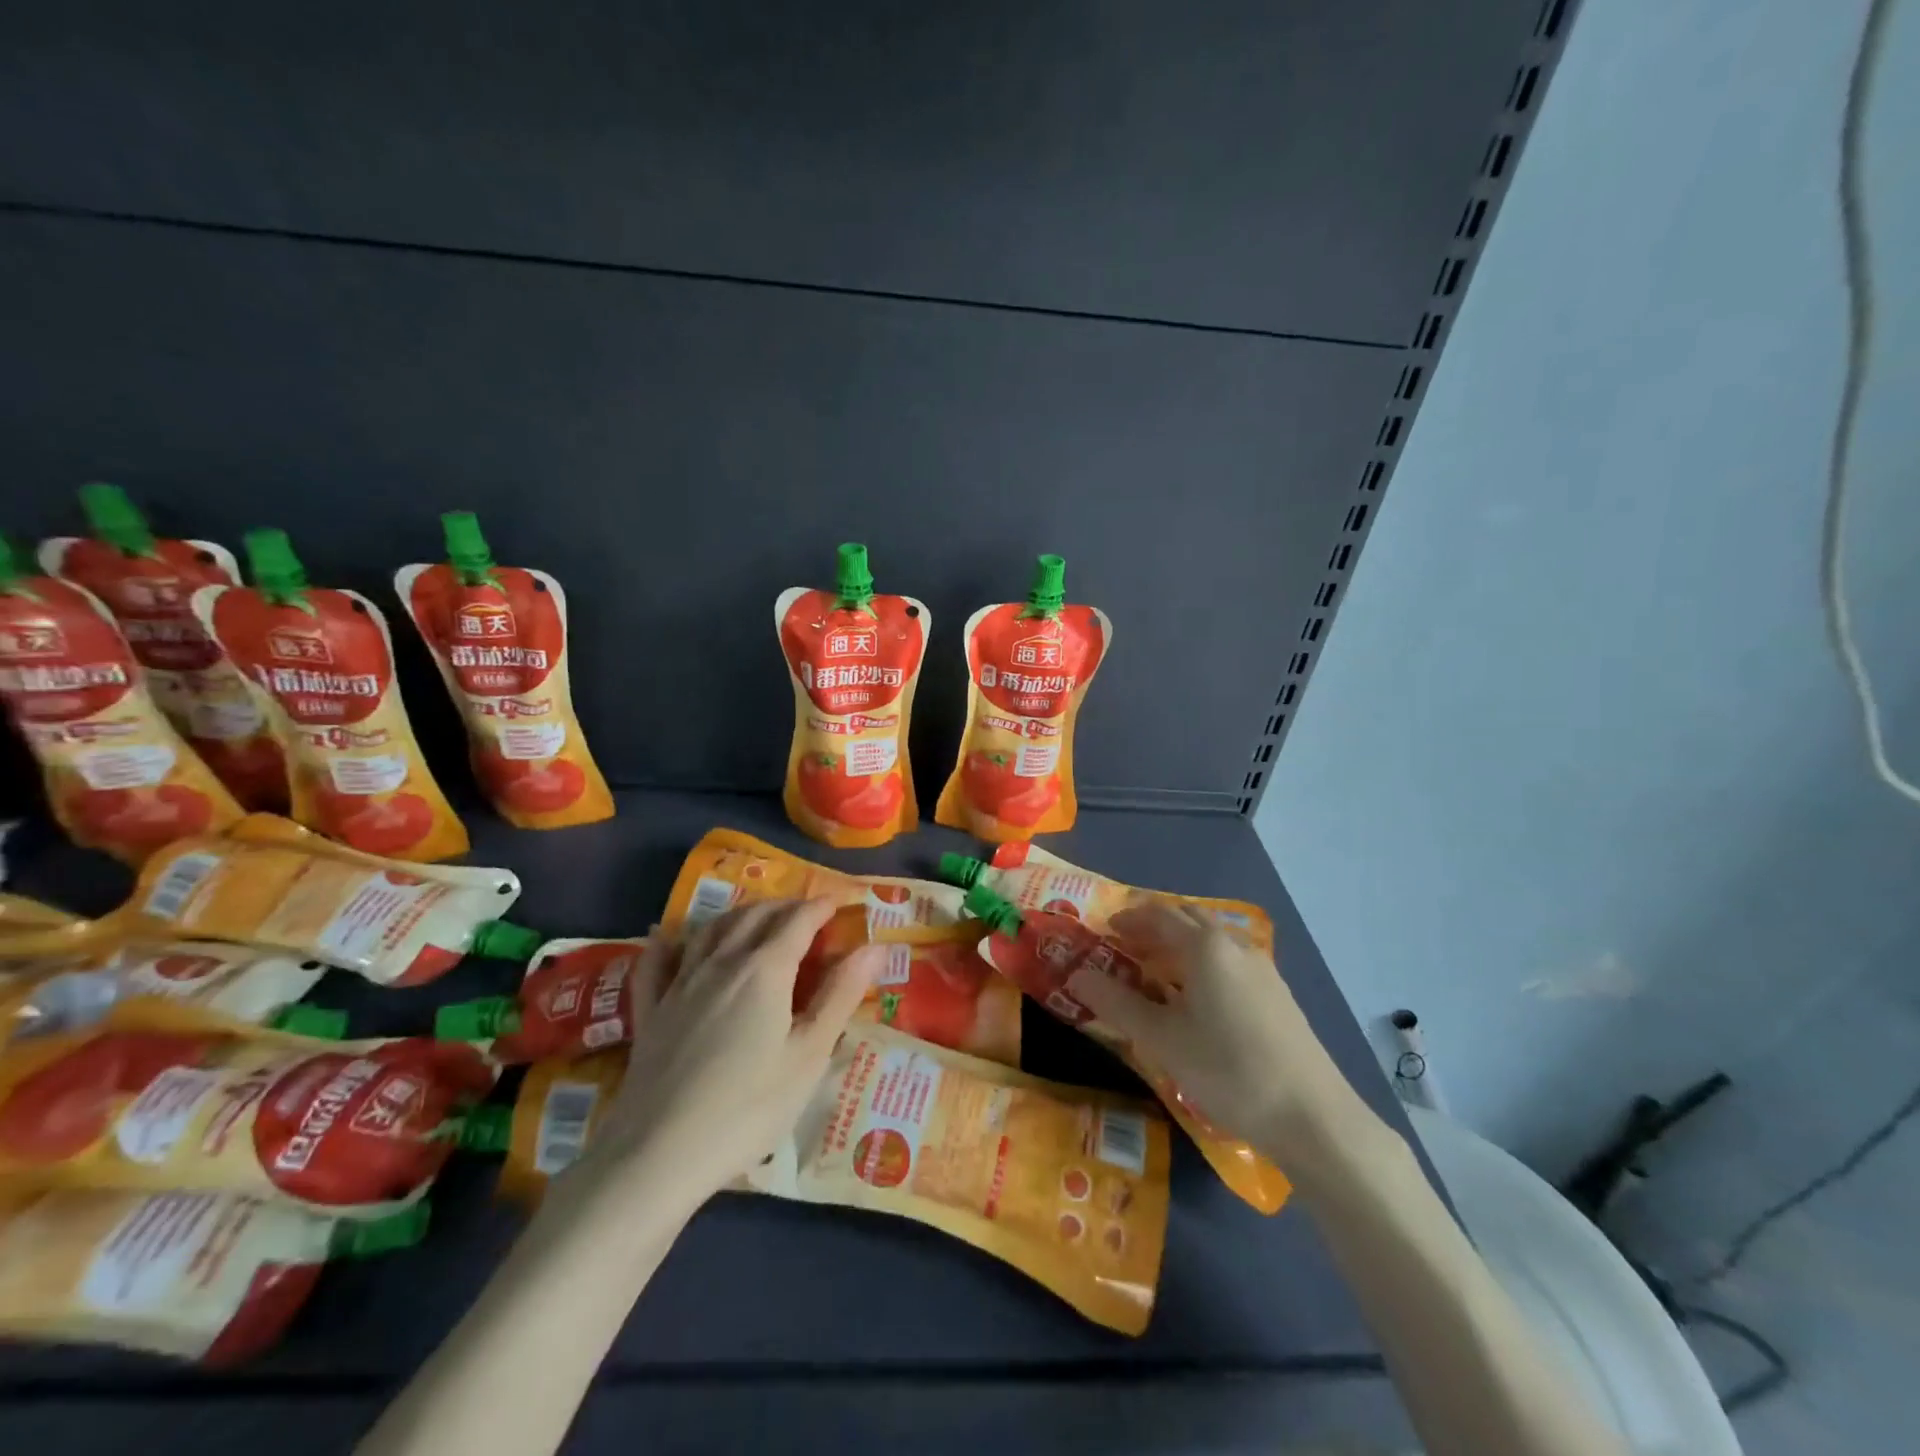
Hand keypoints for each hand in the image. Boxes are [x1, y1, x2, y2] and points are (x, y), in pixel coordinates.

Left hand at [588, 899, 882, 1202]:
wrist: (658, 1154)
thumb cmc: (748, 1107)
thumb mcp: (809, 1055)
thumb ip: (841, 995)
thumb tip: (875, 947)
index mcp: (765, 970)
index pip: (799, 921)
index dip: (822, 907)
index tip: (840, 903)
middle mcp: (722, 963)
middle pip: (755, 916)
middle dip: (785, 907)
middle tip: (806, 913)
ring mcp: (680, 984)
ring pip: (711, 930)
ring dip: (740, 915)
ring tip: (757, 919)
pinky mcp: (649, 1011)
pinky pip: (657, 962)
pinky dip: (670, 942)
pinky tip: (669, 938)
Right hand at [1065, 901, 1359, 1161]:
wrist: (1313, 1117)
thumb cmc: (1228, 1070)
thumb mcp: (1162, 1040)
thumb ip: (1116, 1003)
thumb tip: (1077, 976)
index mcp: (1206, 947)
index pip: (1159, 915)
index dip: (1128, 919)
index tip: (1105, 932)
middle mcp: (1235, 946)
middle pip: (1188, 921)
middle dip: (1154, 929)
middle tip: (1125, 950)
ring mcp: (1262, 969)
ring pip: (1211, 942)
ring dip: (1179, 947)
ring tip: (1155, 976)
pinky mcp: (1277, 995)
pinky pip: (1229, 962)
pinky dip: (1203, 966)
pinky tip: (1196, 1002)